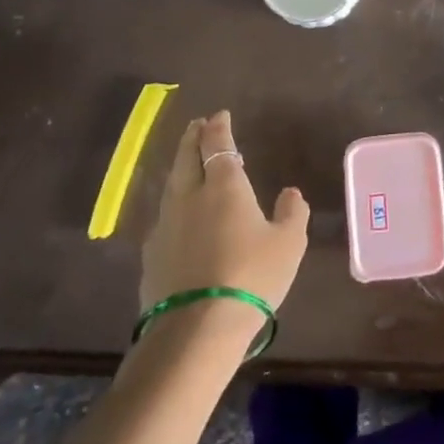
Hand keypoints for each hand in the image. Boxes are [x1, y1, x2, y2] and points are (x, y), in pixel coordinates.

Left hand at [139, 111, 309, 314]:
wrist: (196, 328)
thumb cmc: (251, 276)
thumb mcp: (288, 244)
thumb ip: (292, 213)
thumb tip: (290, 193)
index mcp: (223, 185)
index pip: (218, 144)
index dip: (219, 127)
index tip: (220, 115)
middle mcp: (189, 196)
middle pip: (186, 157)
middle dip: (192, 138)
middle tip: (196, 126)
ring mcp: (166, 225)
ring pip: (171, 185)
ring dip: (179, 167)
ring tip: (186, 162)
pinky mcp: (151, 254)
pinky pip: (164, 217)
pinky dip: (173, 205)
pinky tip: (178, 217)